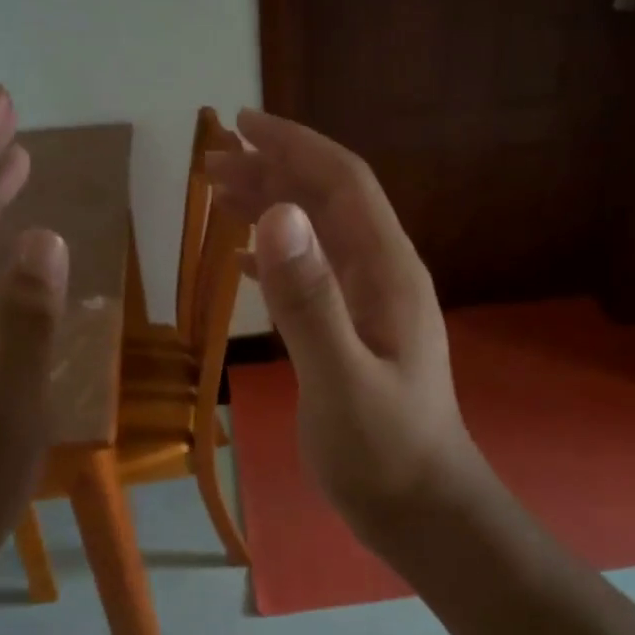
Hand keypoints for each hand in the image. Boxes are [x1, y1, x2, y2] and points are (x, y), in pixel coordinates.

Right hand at [206, 110, 484, 558]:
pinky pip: (313, 273)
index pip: (343, 182)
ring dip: (272, 206)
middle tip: (210, 162)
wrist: (424, 511)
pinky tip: (245, 257)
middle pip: (328, 200)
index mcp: (388, 272)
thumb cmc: (385, 453)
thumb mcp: (341, 379)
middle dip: (273, 170)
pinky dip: (278, 254)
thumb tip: (277, 214)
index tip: (240, 123)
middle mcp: (383, 274)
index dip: (294, 146)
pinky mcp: (356, 330)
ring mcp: (371, 303)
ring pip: (318, 234)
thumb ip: (309, 300)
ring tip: (217, 194)